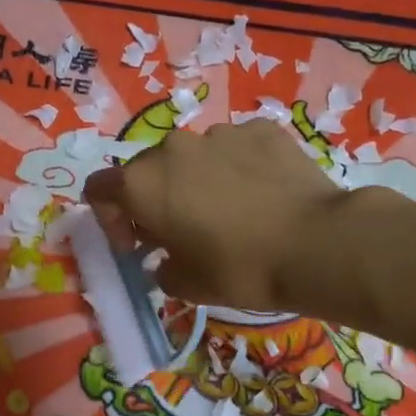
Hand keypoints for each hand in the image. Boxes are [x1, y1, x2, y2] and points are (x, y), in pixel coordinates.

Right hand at [83, 120, 347, 307]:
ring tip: (228, 213)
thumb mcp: (187, 285)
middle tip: (179, 233)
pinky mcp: (262, 129)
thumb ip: (161, 269)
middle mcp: (174, 147)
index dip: (110, 220)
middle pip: (147, 170)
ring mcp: (220, 133)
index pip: (99, 189)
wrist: (316, 244)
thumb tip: (166, 260)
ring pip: (193, 157)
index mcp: (143, 183)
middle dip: (153, 200)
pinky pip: (235, 149)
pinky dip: (237, 168)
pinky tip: (261, 196)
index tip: (136, 246)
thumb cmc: (239, 269)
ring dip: (195, 182)